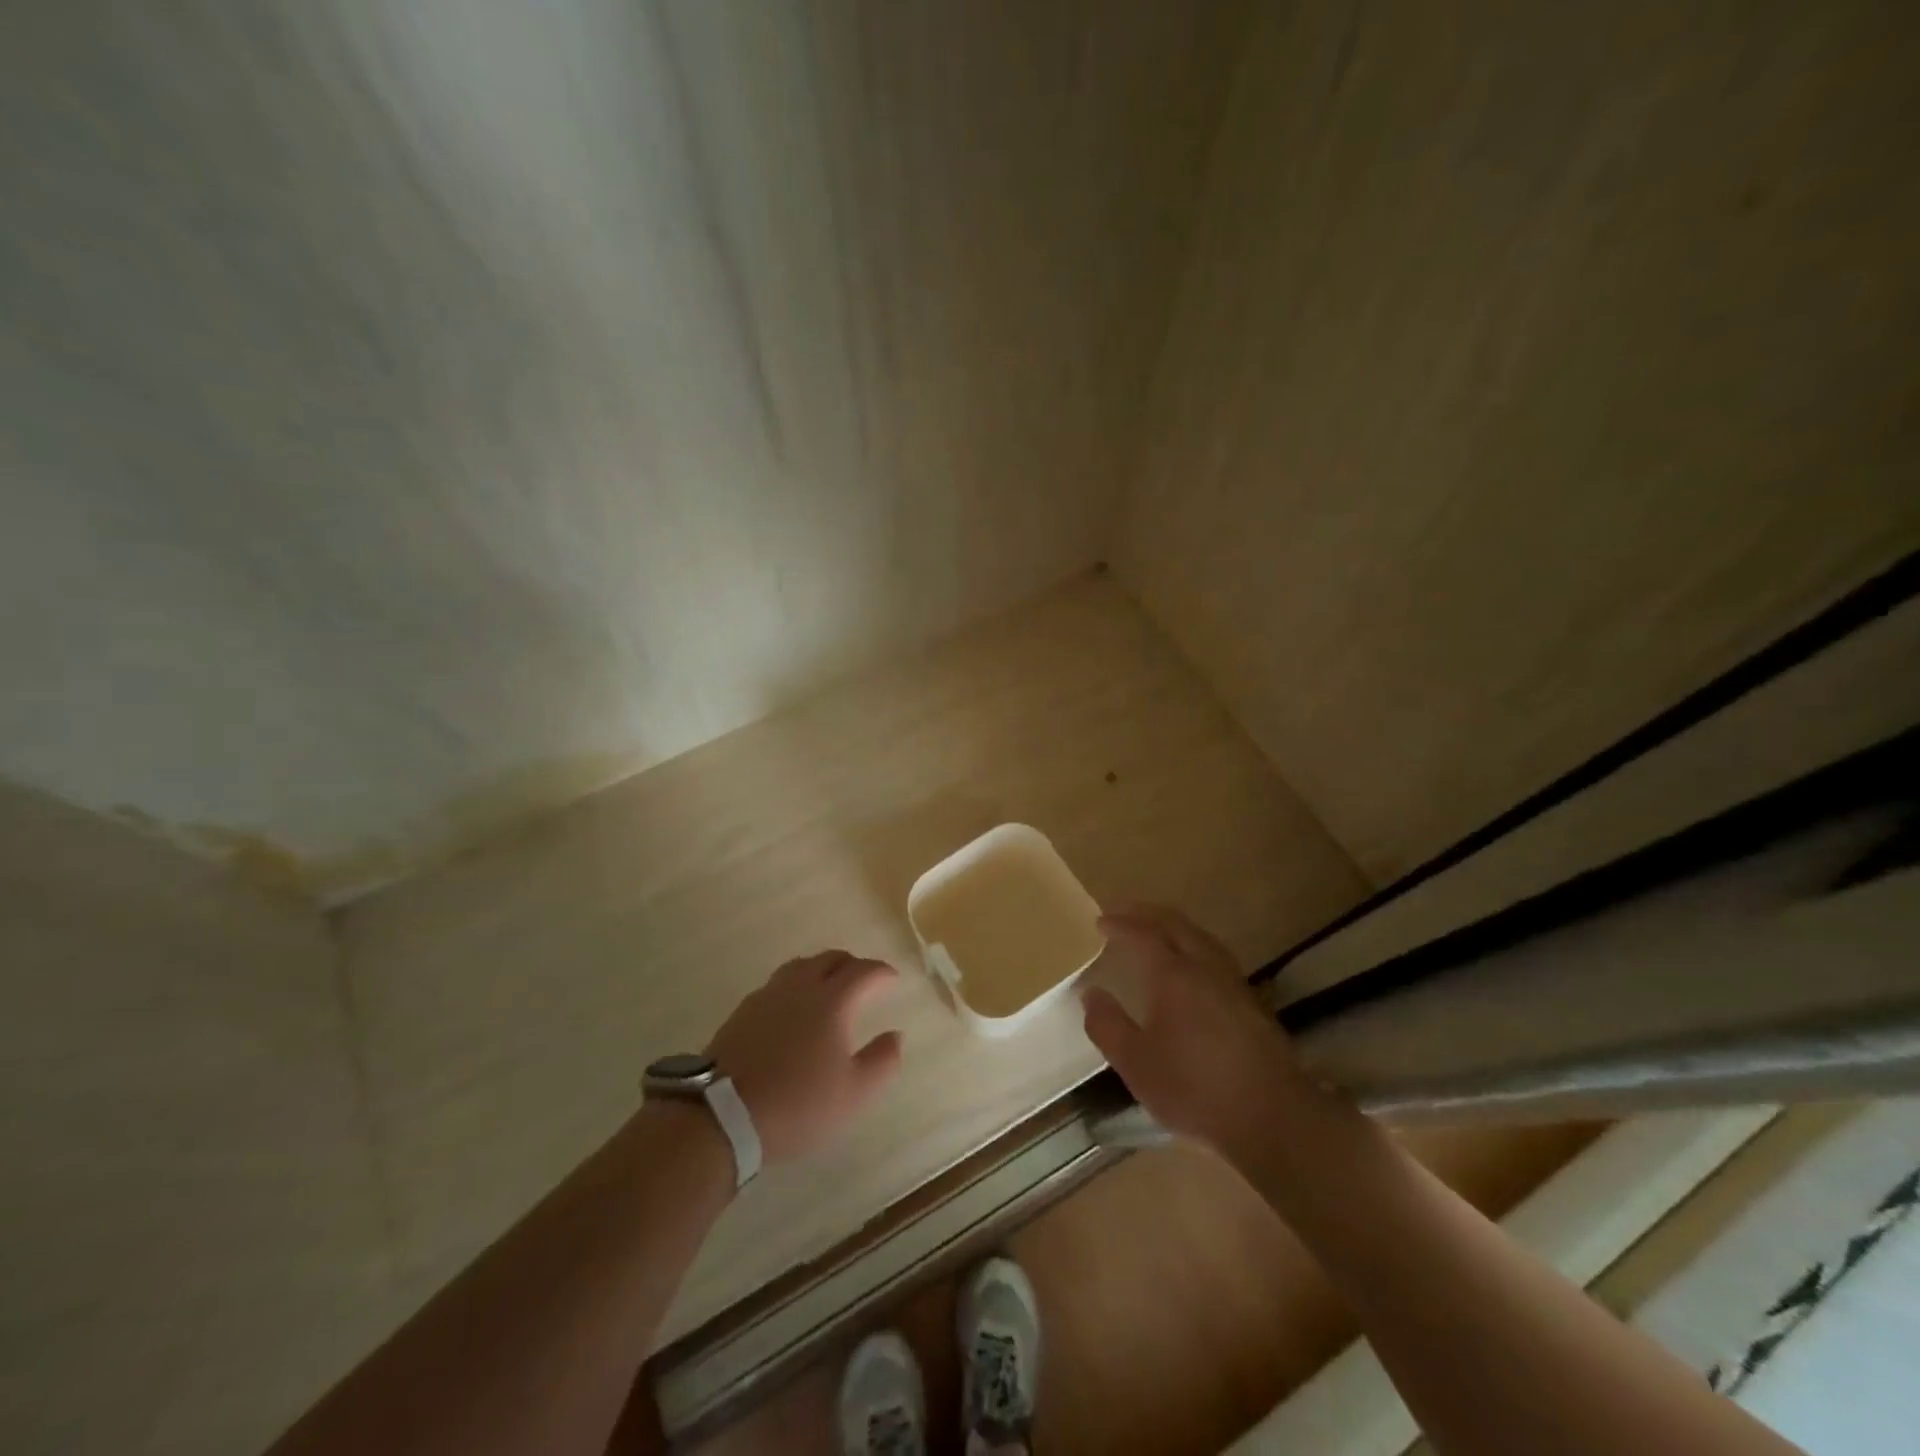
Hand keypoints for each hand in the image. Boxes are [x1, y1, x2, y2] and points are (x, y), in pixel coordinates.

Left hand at [705, 950, 904, 1162]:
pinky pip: (777, 984)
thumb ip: (883, 1062)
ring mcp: (767, 995)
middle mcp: (800, 987)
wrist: (722, 1115)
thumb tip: (896, 1035)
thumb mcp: (854, 1094)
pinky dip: (795, 985)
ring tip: (828, 986)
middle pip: (830, 959)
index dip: (881, 972)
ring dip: (821, 969)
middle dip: (852, 964)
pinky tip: (792, 1008)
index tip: (893, 979)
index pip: (863, 971)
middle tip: (863, 980)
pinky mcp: (742, 1011)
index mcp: (832, 1001)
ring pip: (800, 966)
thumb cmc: (797, 1104)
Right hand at [1082, 905, 1305, 1150]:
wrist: (1272, 1115)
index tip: (1101, 921)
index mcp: (1173, 975)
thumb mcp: (1136, 1064)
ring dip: (1173, 925)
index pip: (1143, 934)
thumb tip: (1091, 994)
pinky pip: (1214, 954)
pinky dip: (1193, 944)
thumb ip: (1108, 1026)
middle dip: (1146, 913)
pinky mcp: (1251, 1001)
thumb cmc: (1195, 1088)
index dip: (1120, 924)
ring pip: (1200, 936)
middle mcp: (1204, 967)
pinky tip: (1190, 964)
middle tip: (1123, 911)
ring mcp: (1232, 982)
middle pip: (1175, 924)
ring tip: (1155, 929)